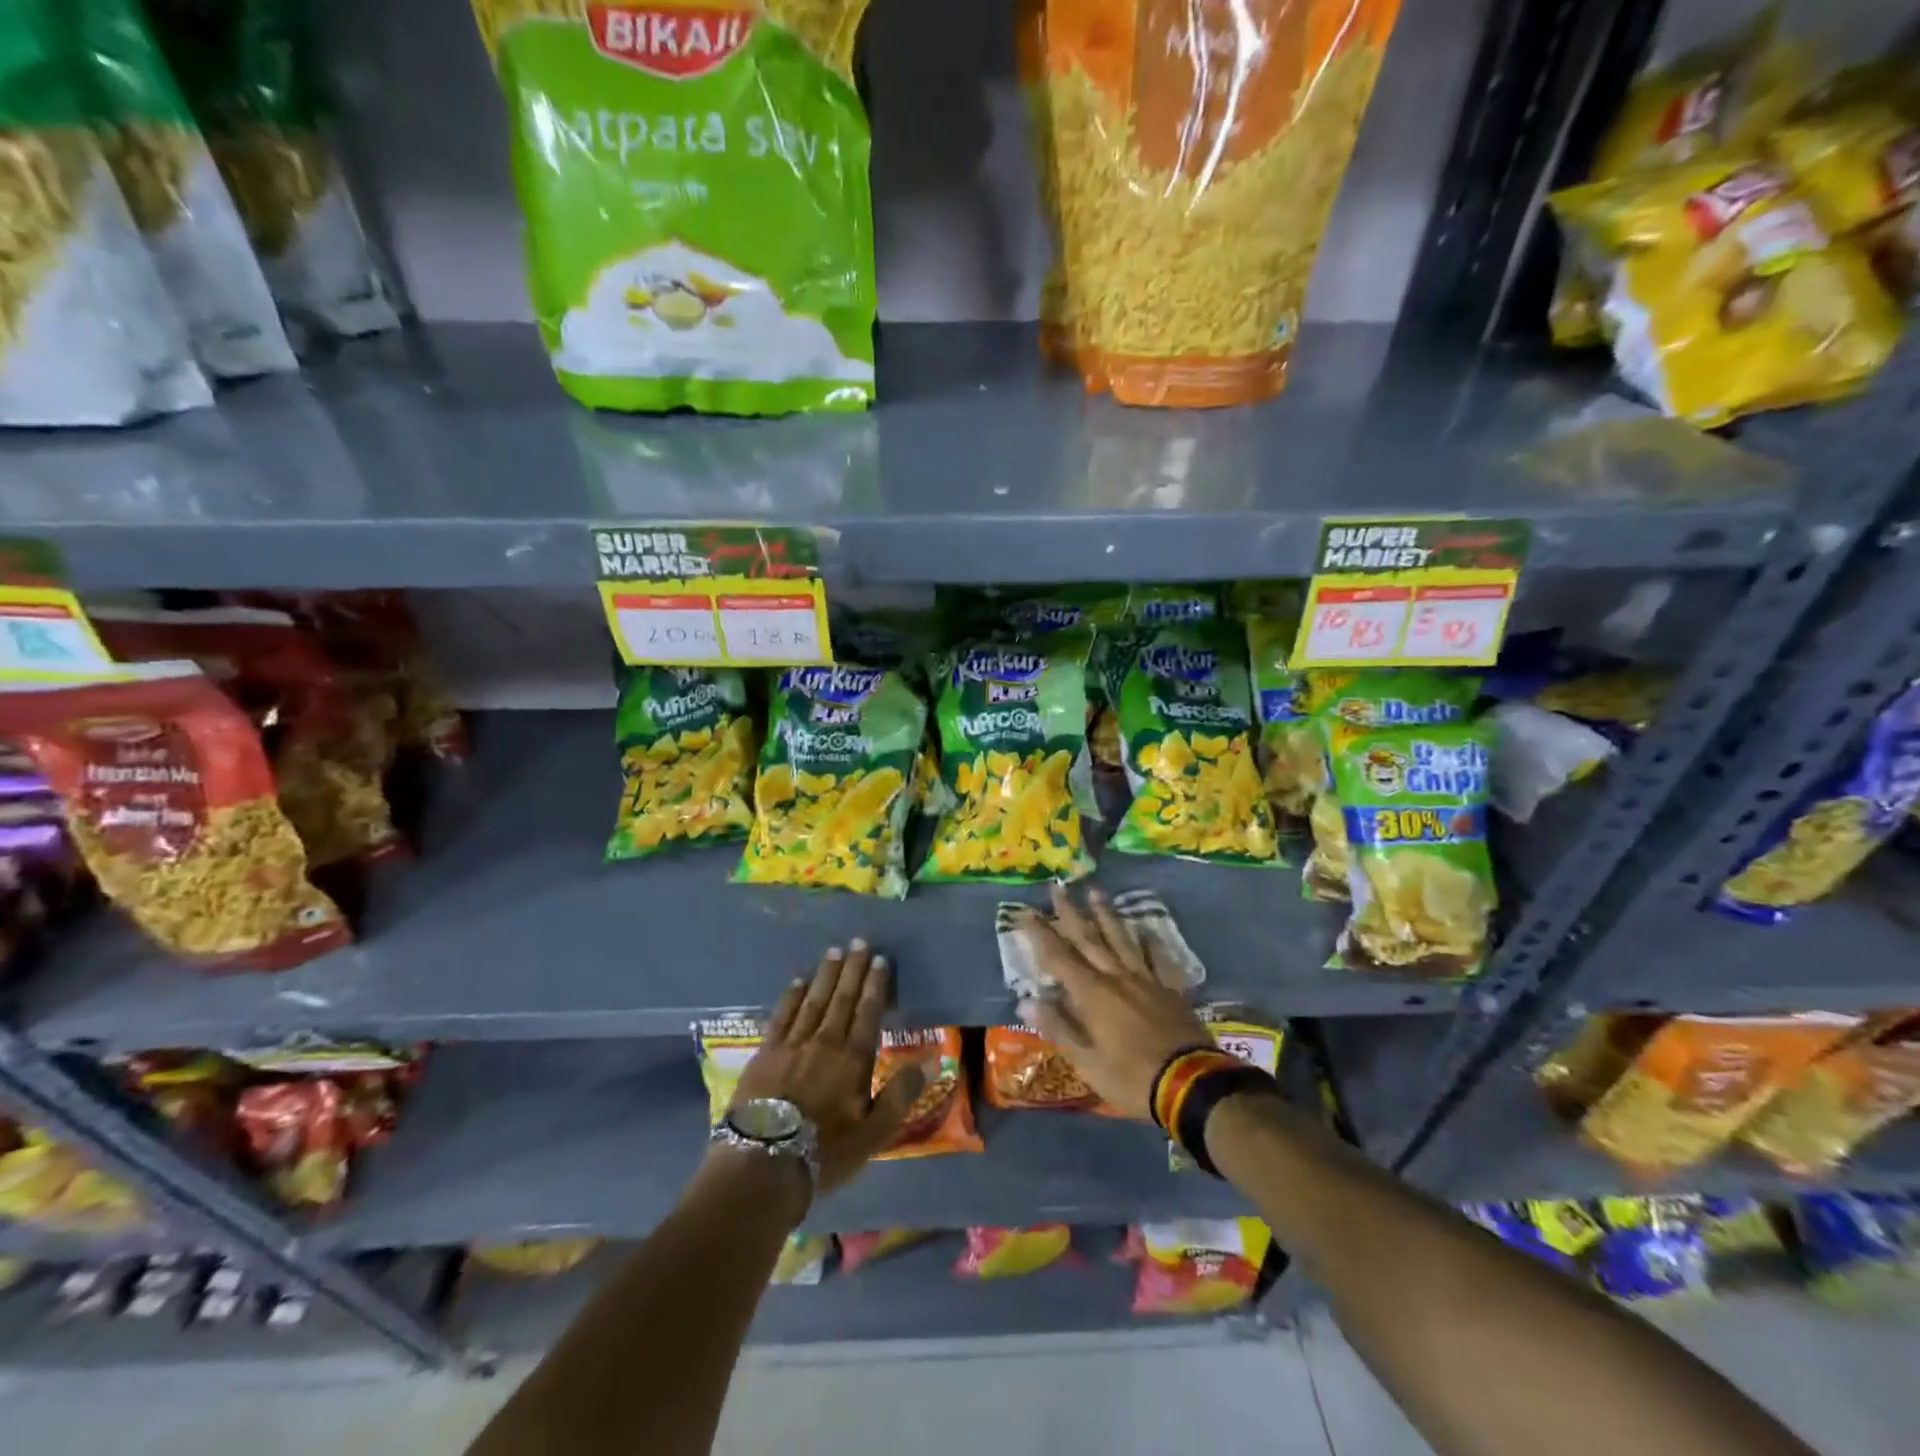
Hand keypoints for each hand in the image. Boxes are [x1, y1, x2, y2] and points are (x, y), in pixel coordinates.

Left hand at [727, 940, 924, 1198]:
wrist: (762, 1166)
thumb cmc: (825, 1153)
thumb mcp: (874, 1133)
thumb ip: (901, 1093)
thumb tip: (933, 1059)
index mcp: (853, 1058)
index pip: (869, 1012)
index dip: (876, 985)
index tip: (880, 960)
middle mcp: (825, 1041)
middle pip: (842, 998)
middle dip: (853, 969)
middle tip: (859, 941)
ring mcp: (792, 1044)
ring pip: (813, 1000)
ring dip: (825, 975)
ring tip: (833, 952)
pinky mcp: (765, 1053)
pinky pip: (782, 1015)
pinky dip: (791, 996)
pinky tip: (797, 982)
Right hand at [1012, 885, 1213, 1120]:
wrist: (1191, 1085)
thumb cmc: (1132, 1078)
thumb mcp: (1087, 1061)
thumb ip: (1058, 1027)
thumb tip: (1026, 999)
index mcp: (1092, 994)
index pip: (1058, 957)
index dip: (1039, 933)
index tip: (1024, 911)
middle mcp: (1116, 977)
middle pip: (1089, 939)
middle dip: (1070, 913)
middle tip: (1057, 887)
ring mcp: (1146, 980)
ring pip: (1121, 939)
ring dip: (1106, 915)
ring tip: (1095, 892)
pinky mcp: (1170, 990)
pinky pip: (1158, 958)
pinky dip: (1150, 942)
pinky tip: (1146, 929)